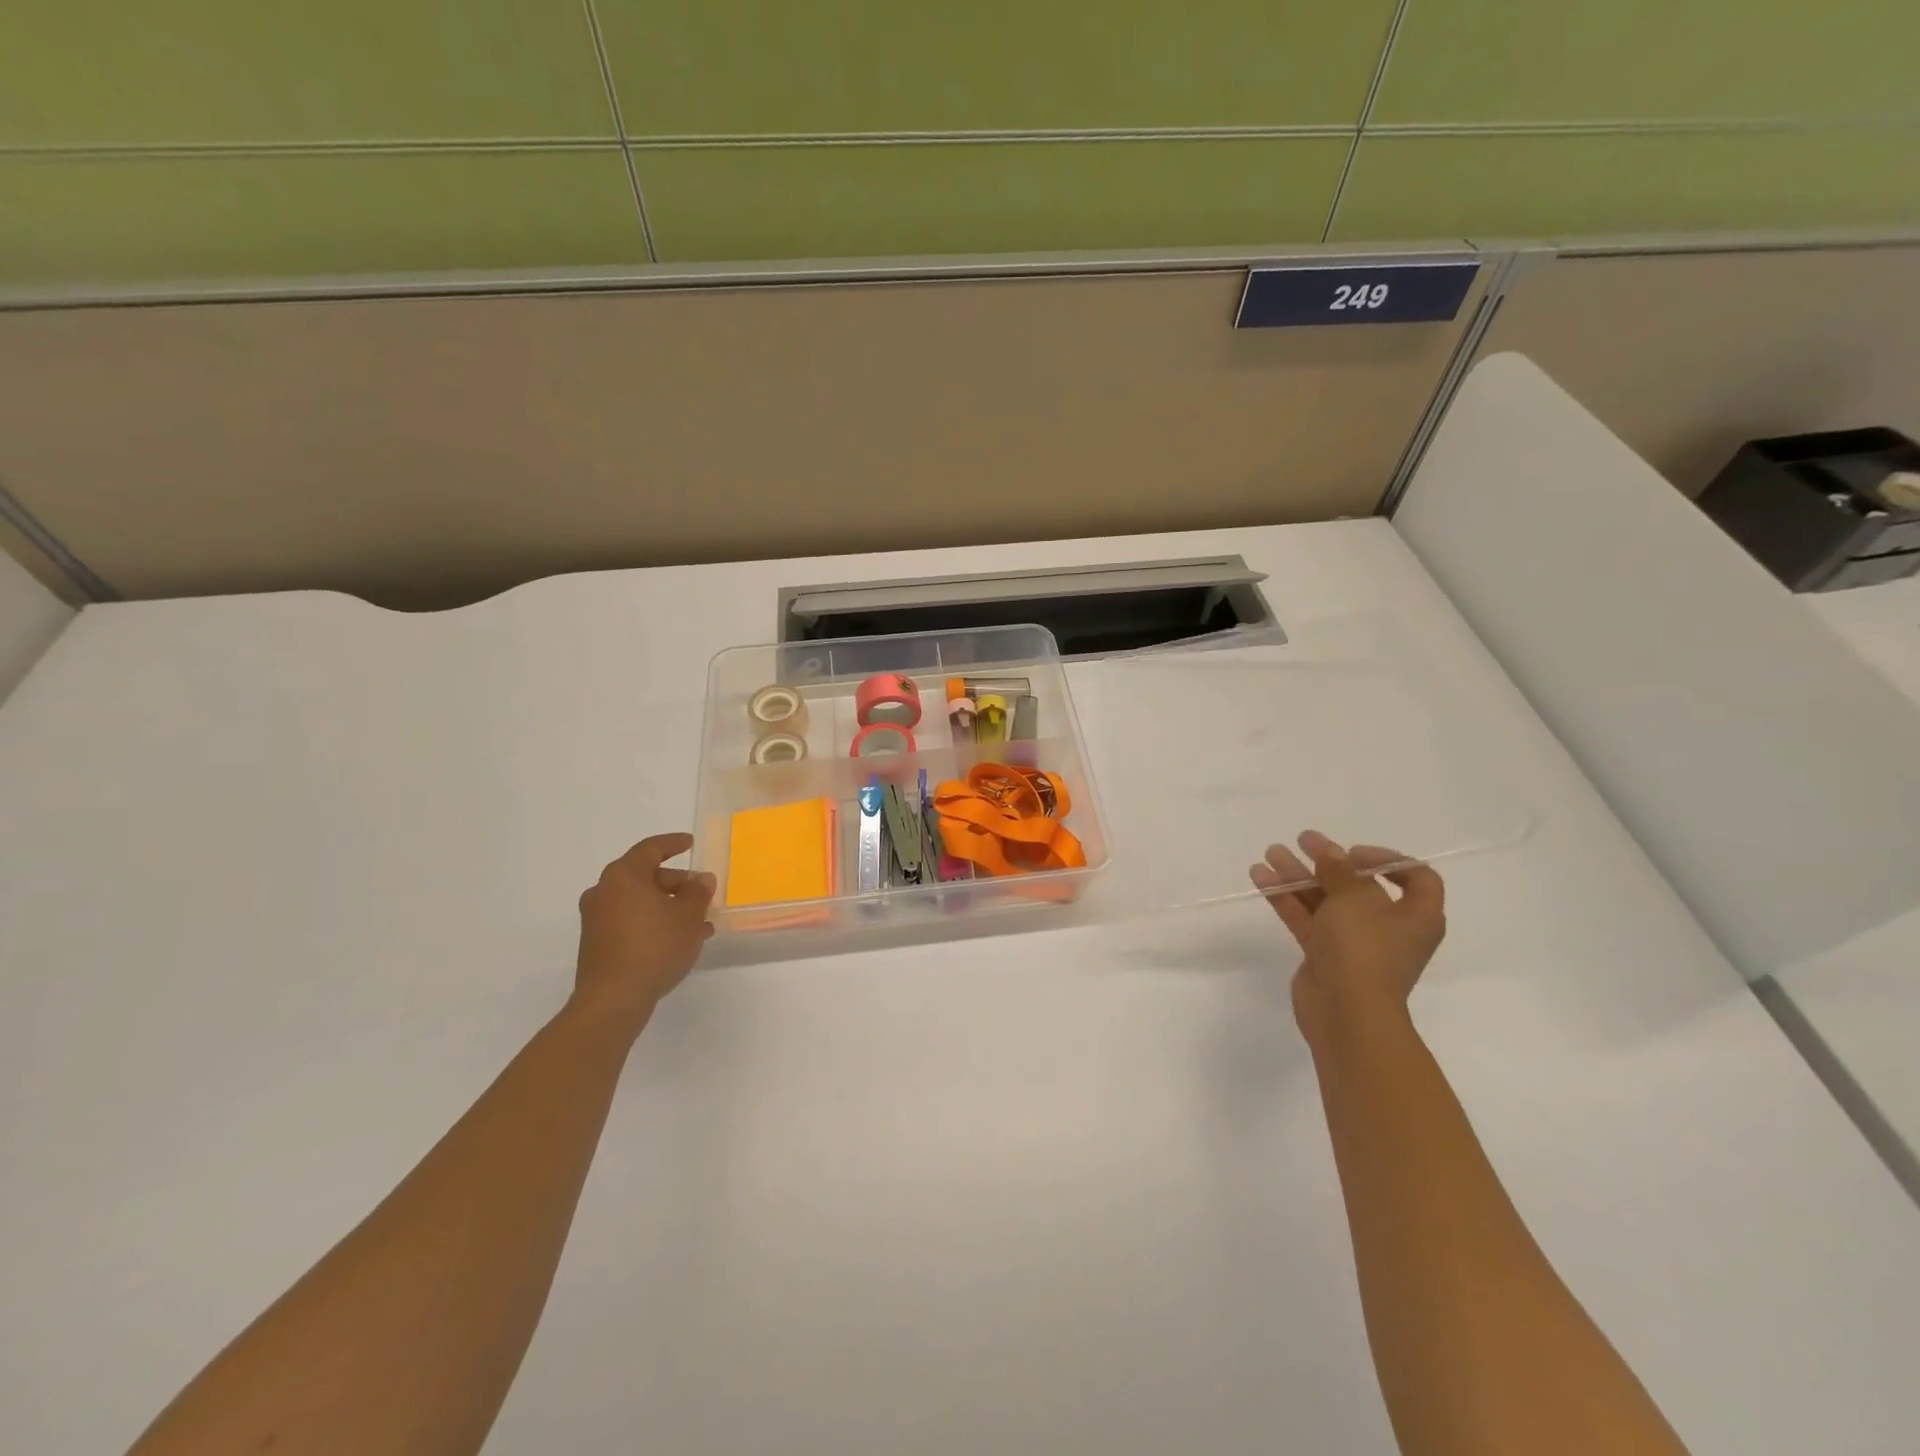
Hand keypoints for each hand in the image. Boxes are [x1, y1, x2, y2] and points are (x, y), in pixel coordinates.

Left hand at [573, 833, 715, 1029]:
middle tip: (702, 893)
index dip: (673, 844)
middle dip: (677, 883)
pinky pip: (631, 921)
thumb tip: (701, 879)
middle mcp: (604, 891)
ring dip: (669, 906)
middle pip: (645, 876)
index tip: (690, 843)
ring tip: (700, 922)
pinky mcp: (597, 943)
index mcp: (623, 876)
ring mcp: (597, 919)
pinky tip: (680, 940)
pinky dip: (654, 922)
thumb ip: (698, 892)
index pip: (651, 849)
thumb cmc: (655, 946)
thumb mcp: (688, 916)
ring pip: (640, 902)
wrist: (613, 999)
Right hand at [1249, 830, 1444, 1048]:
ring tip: (1272, 853)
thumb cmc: (1365, 950)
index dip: (1388, 859)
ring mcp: (1354, 943)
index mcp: (1415, 916)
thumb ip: (1340, 870)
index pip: (1416, 877)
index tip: (1353, 853)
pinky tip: (1260, 877)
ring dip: (1299, 876)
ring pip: (1326, 900)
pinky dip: (1286, 898)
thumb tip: (1332, 852)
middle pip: (1359, 885)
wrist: (1347, 1014)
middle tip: (1303, 840)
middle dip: (1328, 862)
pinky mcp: (1325, 955)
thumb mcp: (1355, 900)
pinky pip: (1306, 919)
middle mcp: (1388, 927)